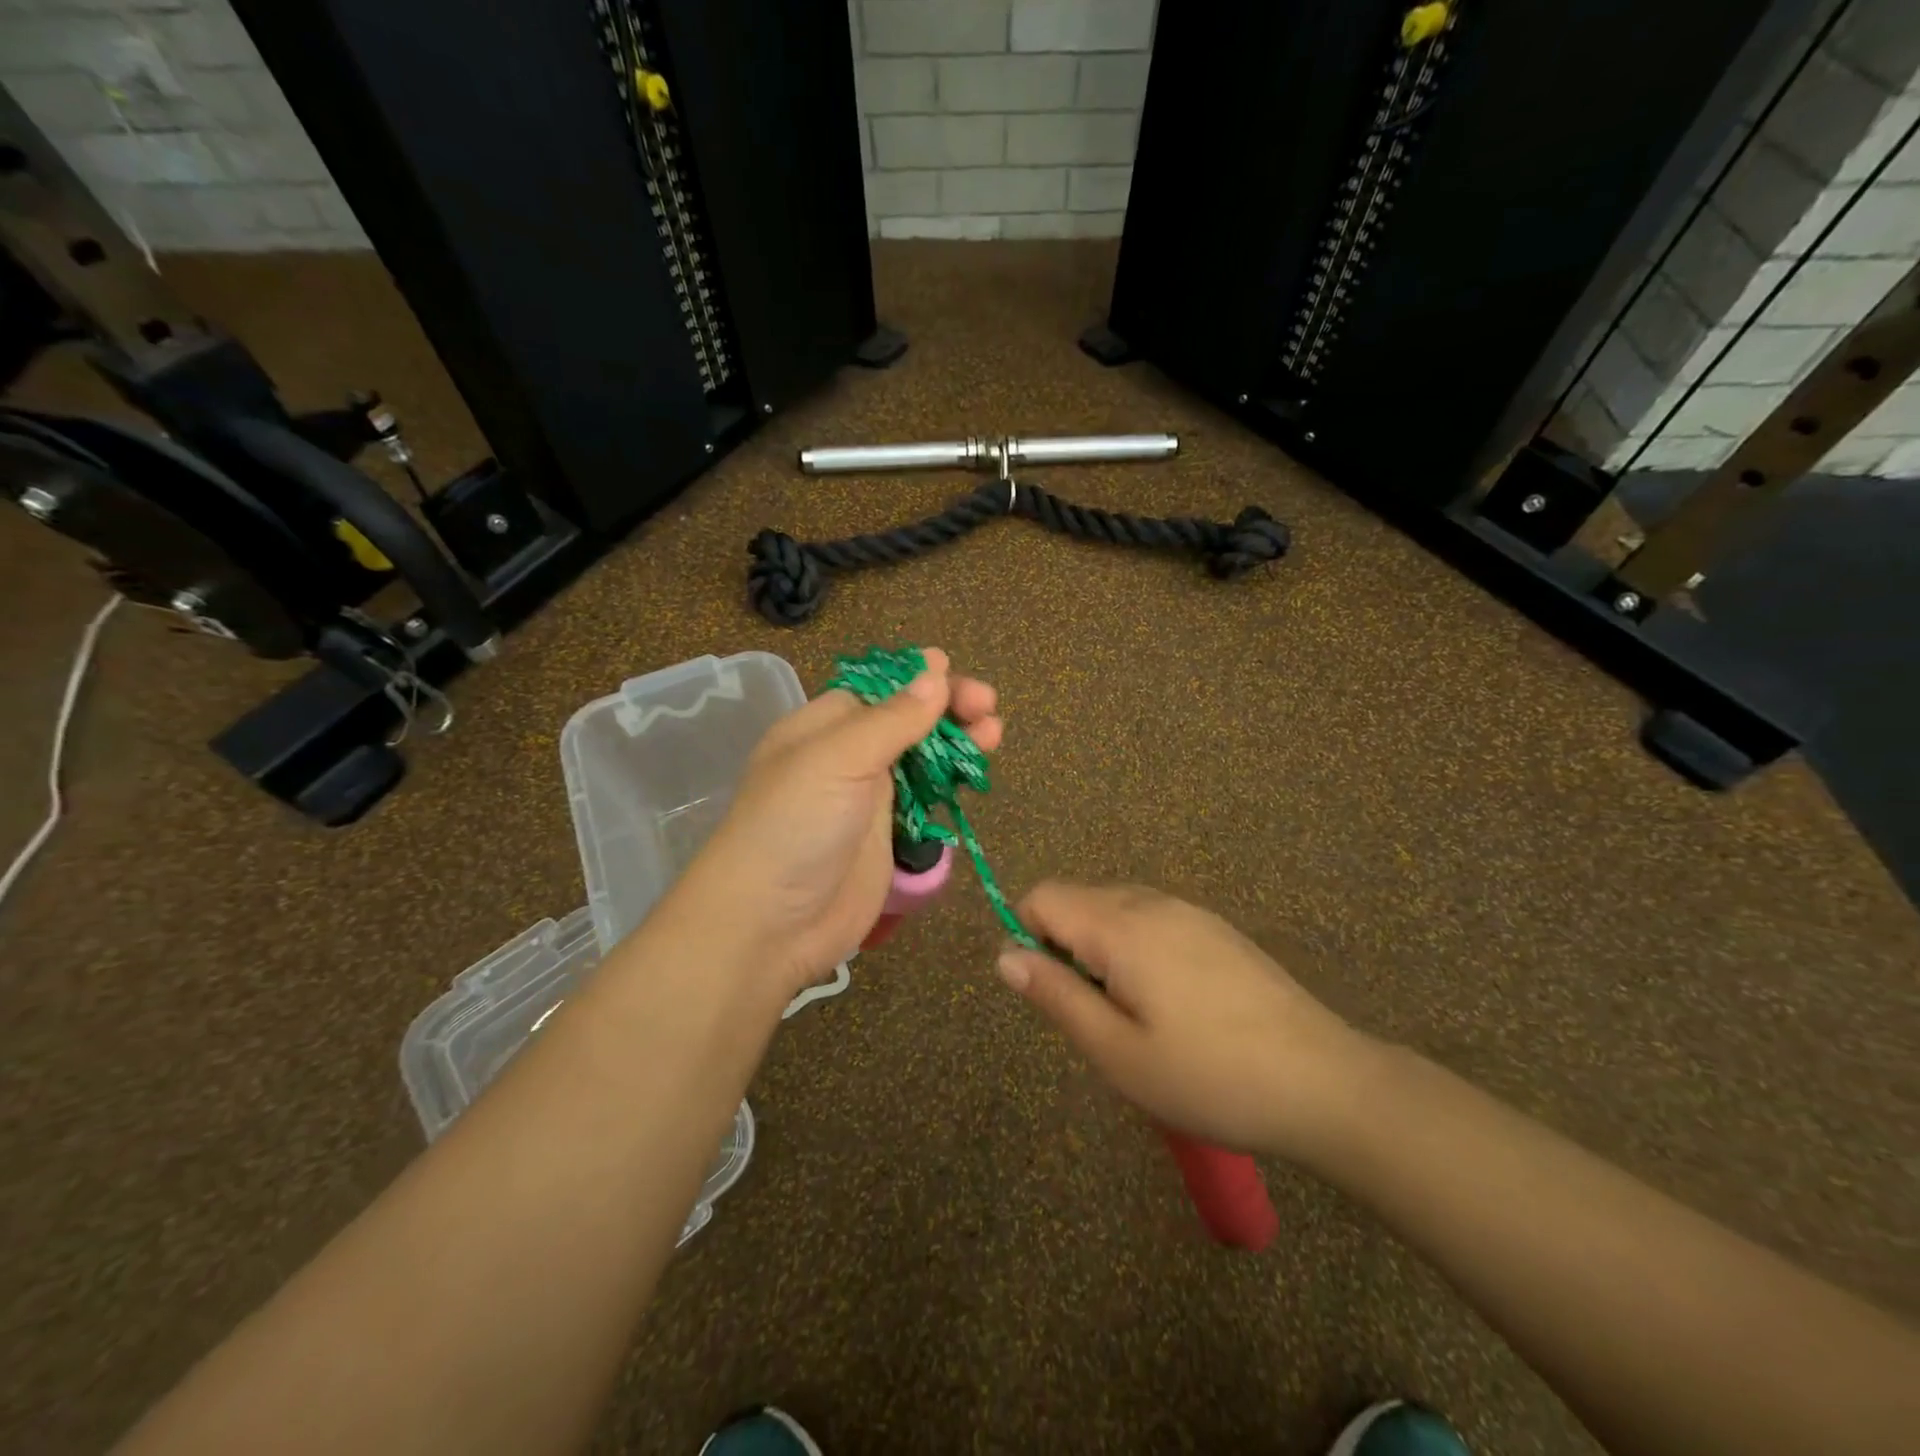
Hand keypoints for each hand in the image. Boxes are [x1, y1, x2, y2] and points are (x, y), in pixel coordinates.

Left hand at [677, 648, 1000, 1001]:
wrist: (771, 924)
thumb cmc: (795, 826)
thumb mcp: (837, 759)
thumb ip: (891, 719)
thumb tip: (935, 671)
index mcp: (823, 726)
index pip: (878, 687)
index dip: (916, 677)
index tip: (954, 669)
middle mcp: (846, 755)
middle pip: (906, 719)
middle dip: (947, 707)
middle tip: (987, 707)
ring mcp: (868, 798)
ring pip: (921, 757)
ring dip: (956, 741)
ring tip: (993, 735)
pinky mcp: (888, 836)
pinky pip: (925, 797)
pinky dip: (950, 782)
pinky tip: (973, 774)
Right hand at [996, 883, 1370, 1159]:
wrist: (1325, 1083)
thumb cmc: (1208, 1077)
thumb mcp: (1117, 1053)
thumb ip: (1055, 996)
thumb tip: (1005, 956)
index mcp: (1121, 926)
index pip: (1044, 896)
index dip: (1029, 937)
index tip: (1054, 993)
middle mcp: (1152, 903)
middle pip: (1078, 899)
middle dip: (1066, 947)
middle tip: (1097, 1016)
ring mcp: (1191, 912)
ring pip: (1116, 910)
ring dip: (1102, 950)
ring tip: (1135, 1016)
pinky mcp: (1217, 929)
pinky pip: (1152, 920)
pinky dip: (1138, 949)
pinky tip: (1174, 1006)